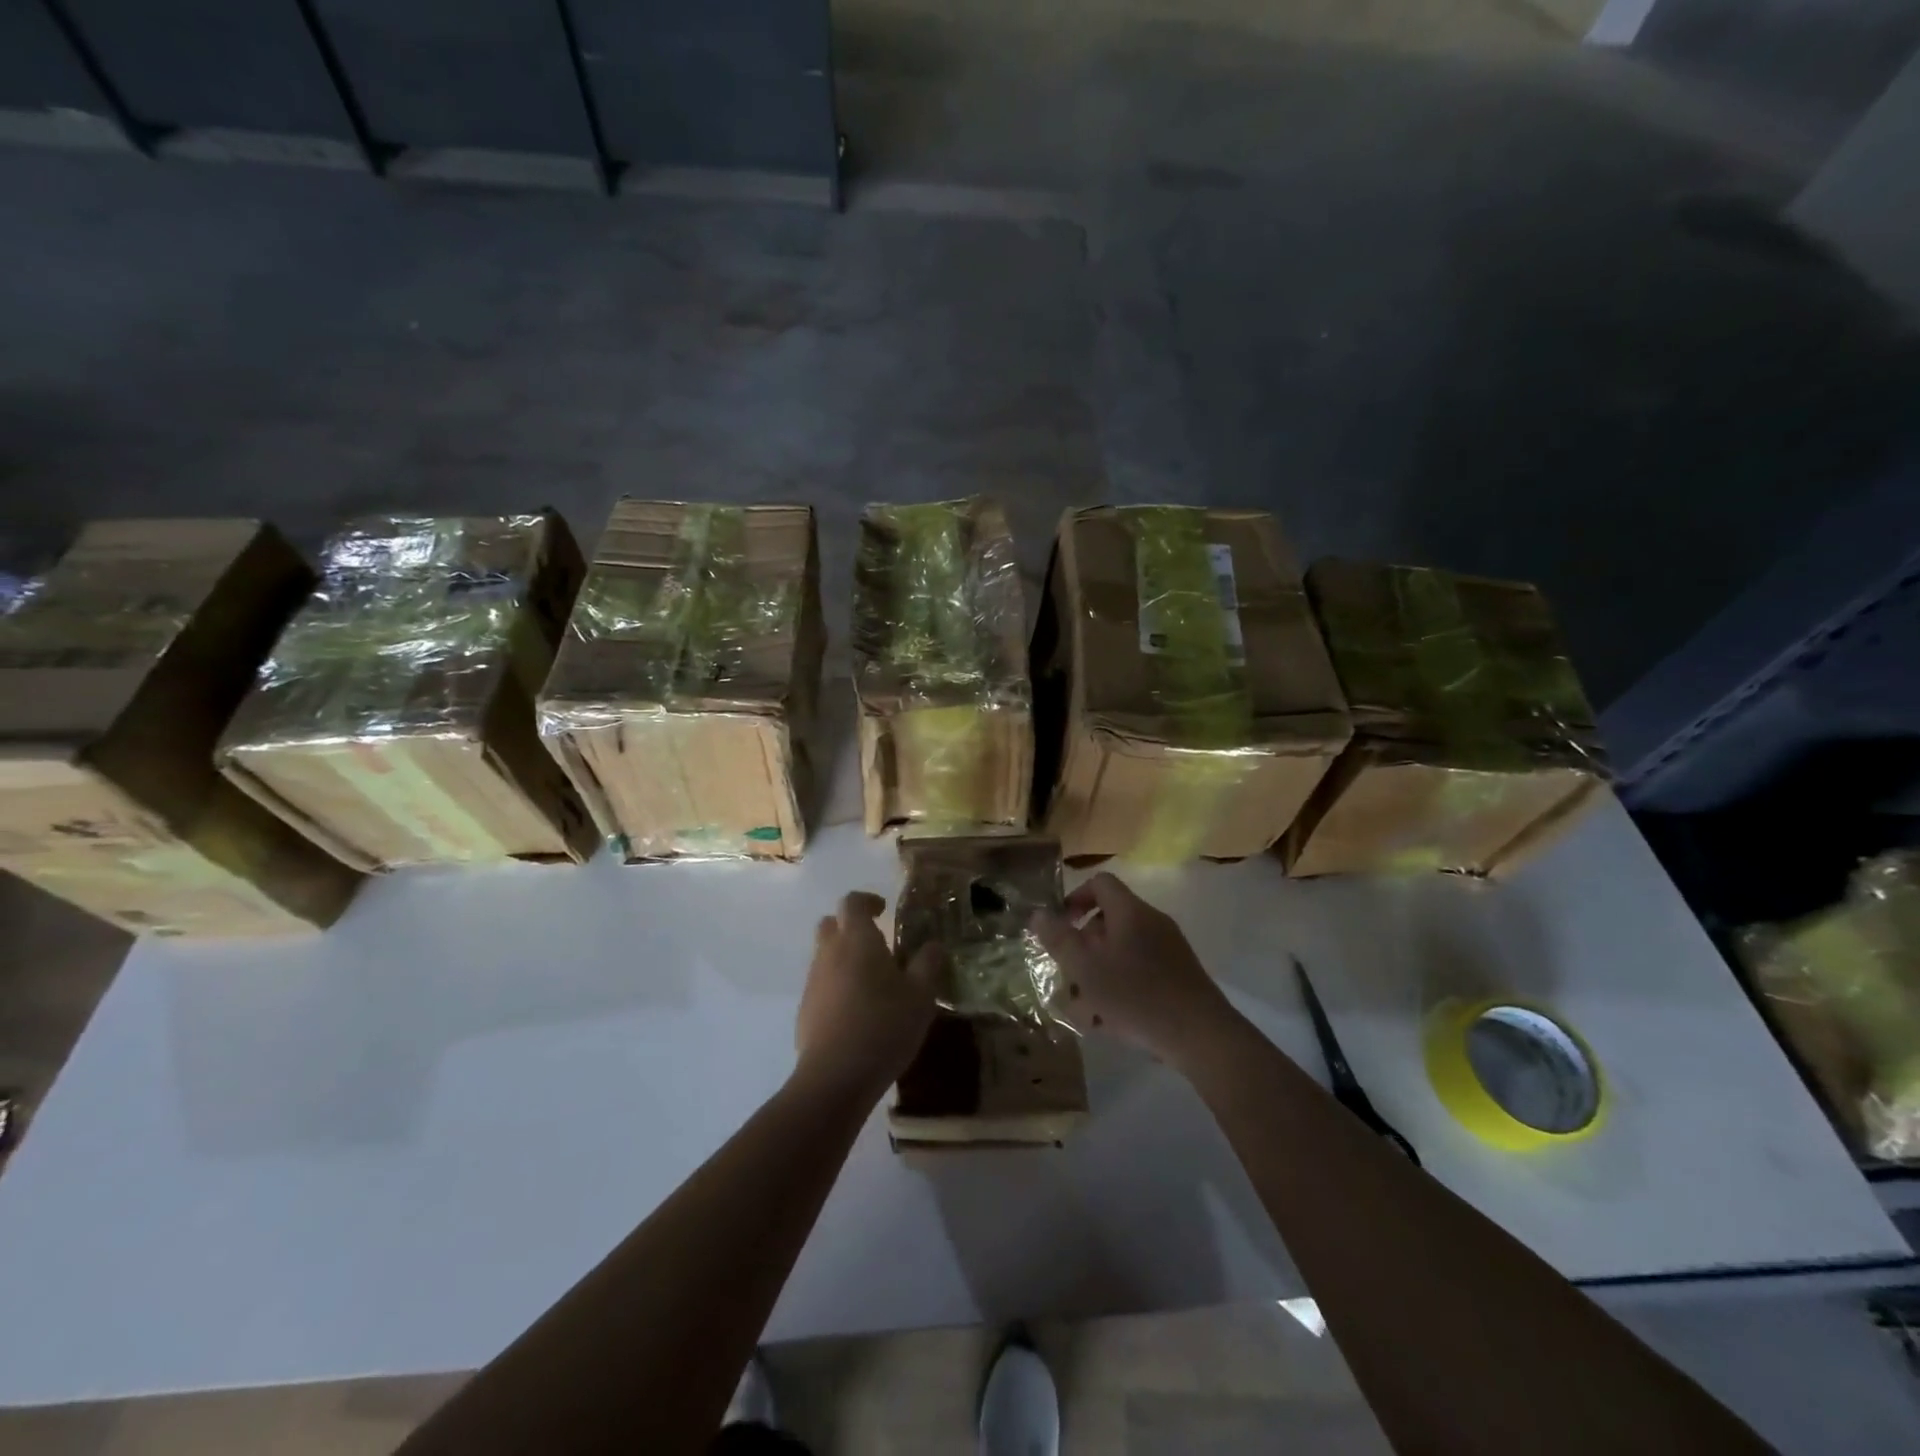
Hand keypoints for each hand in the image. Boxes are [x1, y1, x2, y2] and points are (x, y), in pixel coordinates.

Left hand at [795, 892, 941, 1100]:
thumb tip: (933, 945)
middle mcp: (829, 953)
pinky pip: (821, 985)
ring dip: (844, 958)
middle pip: (831, 924)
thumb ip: (928, 964)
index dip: (867, 900)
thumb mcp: (921, 995)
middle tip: (876, 943)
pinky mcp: (804, 1010)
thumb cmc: (884, 1026)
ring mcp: (812, 982)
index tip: (884, 910)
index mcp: (857, 940)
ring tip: (872, 981)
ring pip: (824, 956)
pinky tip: (857, 1011)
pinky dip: (836, 986)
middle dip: (850, 927)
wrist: (835, 1077)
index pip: (852, 902)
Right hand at [1033, 872, 1238, 1068]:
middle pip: (1109, 919)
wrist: (1201, 1036)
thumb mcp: (1086, 968)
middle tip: (1068, 974)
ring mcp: (1169, 948)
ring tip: (1084, 1008)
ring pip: (1122, 950)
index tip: (1060, 927)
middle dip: (1083, 946)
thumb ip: (1059, 939)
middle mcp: (1151, 922)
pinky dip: (1120, 986)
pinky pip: (1140, 970)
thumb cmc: (1137, 995)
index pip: (1099, 883)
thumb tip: (1038, 913)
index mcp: (1130, 911)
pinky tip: (1110, 1021)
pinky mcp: (1179, 975)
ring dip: (1098, 972)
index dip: (1075, 898)